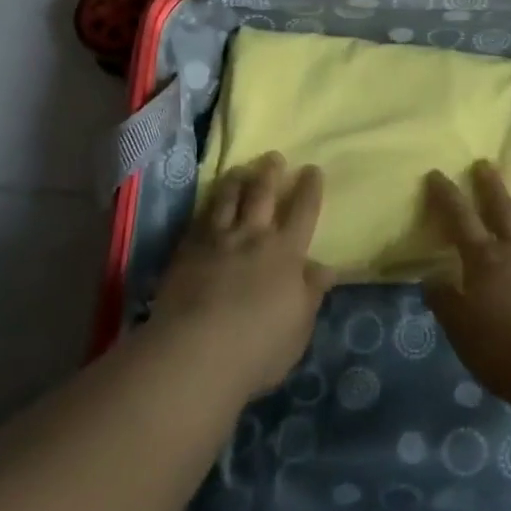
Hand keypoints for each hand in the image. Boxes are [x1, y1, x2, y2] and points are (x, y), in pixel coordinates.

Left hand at [152, 153, 335, 398]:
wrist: (196, 353)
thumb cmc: (258, 348)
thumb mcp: (298, 327)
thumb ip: (310, 293)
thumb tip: (324, 268)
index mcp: (286, 253)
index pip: (303, 211)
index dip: (309, 188)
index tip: (312, 169)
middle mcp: (253, 236)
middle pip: (263, 194)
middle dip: (271, 172)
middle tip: (274, 157)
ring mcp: (217, 240)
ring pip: (228, 198)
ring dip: (236, 180)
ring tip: (239, 169)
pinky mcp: (186, 250)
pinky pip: (199, 218)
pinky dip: (207, 205)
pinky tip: (208, 201)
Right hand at [423, 161, 510, 407]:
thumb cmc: (507, 353)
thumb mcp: (462, 332)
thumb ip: (445, 302)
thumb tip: (431, 277)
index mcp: (486, 262)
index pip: (460, 221)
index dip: (447, 197)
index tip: (437, 174)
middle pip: (504, 211)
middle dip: (492, 187)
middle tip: (485, 165)